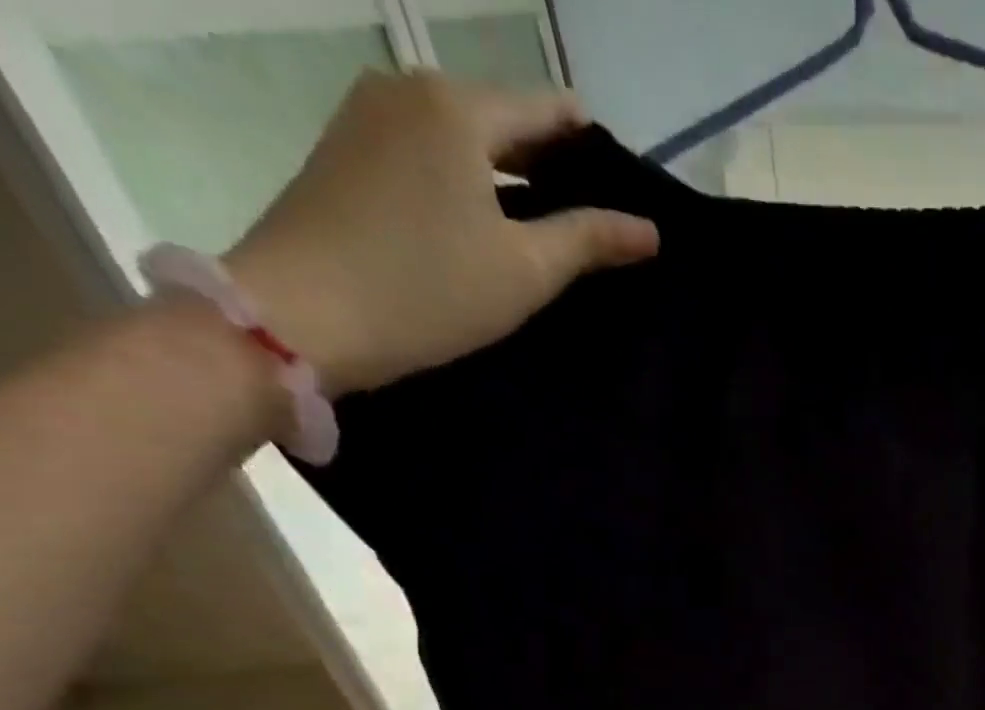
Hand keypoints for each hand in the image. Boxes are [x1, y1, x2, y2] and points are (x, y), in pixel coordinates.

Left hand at [225, 71, 657, 396]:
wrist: (305, 314)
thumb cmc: (431, 288)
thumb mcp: (527, 269)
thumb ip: (590, 240)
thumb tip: (650, 229)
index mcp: (458, 107)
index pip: (549, 109)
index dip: (594, 150)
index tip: (626, 193)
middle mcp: (408, 90)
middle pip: (504, 118)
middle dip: (554, 165)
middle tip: (597, 222)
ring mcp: (368, 116)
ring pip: (466, 138)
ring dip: (511, 177)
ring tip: (550, 231)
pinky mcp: (347, 151)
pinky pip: (429, 154)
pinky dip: (469, 182)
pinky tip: (491, 228)